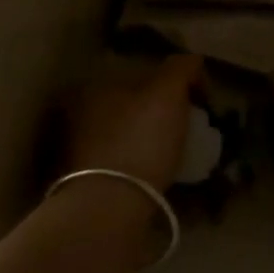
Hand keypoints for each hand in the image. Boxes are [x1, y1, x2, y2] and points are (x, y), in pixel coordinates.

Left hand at [63, 55, 205, 191]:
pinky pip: (124, 166)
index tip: (196, 101)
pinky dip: (142, 167)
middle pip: (131, 105)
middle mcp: (78, 115)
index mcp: (92, 87)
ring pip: (126, 136)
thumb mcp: (167, 93)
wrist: (110, 210)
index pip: (138, 74)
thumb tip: (193, 62)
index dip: (172, 83)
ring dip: (150, 141)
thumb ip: (181, 69)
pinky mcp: (86, 185)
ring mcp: (78, 152)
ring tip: (181, 155)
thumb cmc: (139, 141)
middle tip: (190, 128)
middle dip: (158, 113)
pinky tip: (162, 177)